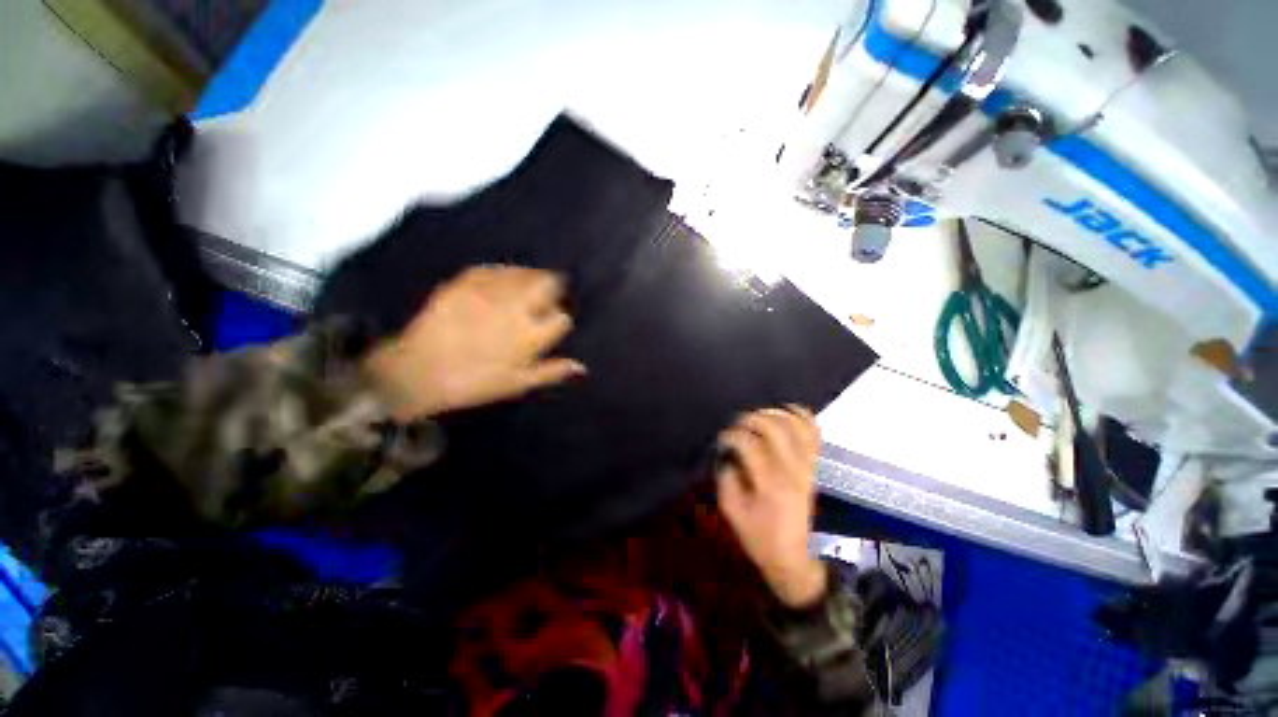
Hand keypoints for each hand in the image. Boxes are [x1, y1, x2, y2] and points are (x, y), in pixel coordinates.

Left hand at [363, 266, 585, 420]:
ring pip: (523, 273)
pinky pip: (494, 269)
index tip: (555, 321)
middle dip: (554, 286)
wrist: (418, 372)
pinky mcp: (466, 282)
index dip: (561, 318)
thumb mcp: (517, 383)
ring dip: (532, 277)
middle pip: (547, 284)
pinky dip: (505, 272)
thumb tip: (582, 366)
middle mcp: (516, 308)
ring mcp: (491, 292)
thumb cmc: (474, 382)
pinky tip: (504, 278)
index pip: (561, 318)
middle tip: (549, 294)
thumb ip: (552, 372)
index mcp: (530, 336)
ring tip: (529, 285)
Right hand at [717, 406, 826, 608]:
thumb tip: (727, 451)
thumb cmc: (758, 536)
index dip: (731, 435)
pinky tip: (786, 411)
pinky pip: (814, 432)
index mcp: (771, 483)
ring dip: (774, 413)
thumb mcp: (731, 510)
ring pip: (796, 425)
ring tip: (757, 416)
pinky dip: (801, 416)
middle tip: (737, 424)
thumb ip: (725, 476)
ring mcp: (809, 466)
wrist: (793, 557)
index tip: (722, 439)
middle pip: (774, 427)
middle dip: (750, 418)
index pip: (749, 443)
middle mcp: (794, 470)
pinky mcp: (815, 466)